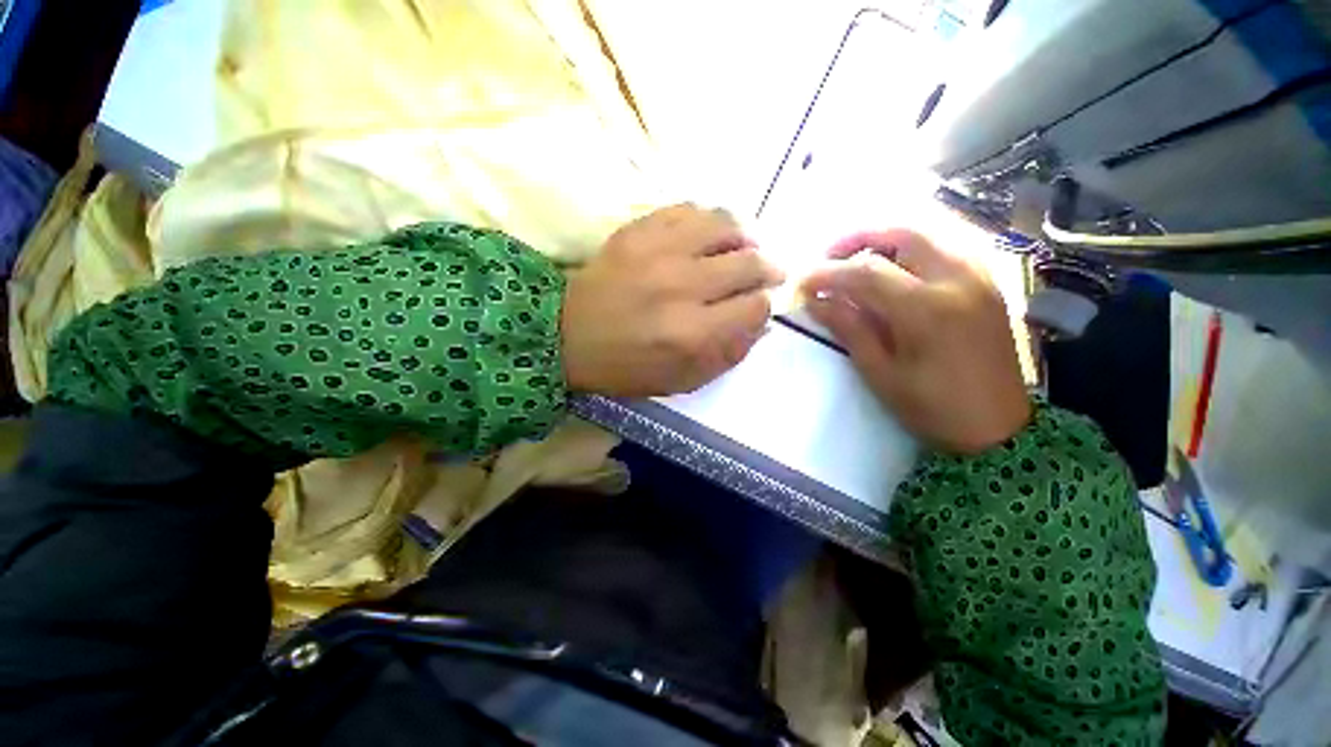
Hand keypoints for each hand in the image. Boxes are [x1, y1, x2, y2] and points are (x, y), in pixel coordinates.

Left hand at [561, 204, 783, 396]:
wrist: (568, 335)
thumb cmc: (627, 366)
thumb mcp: (683, 380)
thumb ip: (728, 355)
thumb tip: (762, 323)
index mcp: (693, 333)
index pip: (754, 306)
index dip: (764, 305)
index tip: (758, 305)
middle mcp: (683, 287)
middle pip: (748, 263)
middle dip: (766, 269)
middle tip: (765, 273)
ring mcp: (659, 251)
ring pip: (726, 225)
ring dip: (744, 237)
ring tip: (743, 248)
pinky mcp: (639, 229)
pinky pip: (690, 210)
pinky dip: (709, 221)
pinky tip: (708, 236)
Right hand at [801, 229, 1029, 453]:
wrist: (999, 427)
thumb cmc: (933, 407)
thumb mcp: (881, 373)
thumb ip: (849, 329)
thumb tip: (815, 301)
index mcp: (927, 310)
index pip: (866, 273)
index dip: (828, 273)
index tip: (802, 282)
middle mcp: (958, 280)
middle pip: (902, 234)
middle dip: (858, 238)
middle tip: (828, 256)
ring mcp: (979, 277)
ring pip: (928, 234)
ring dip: (885, 239)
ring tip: (856, 259)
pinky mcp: (988, 282)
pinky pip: (947, 246)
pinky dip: (913, 248)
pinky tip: (895, 268)